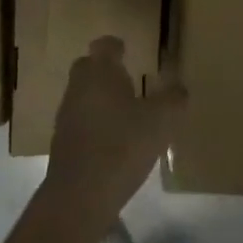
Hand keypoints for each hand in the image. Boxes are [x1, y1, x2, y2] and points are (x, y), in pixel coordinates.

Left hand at [41, 37, 183, 240]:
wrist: (79, 197)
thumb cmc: (122, 146)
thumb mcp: (161, 121)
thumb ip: (173, 100)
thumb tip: (179, 88)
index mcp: (100, 72)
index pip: (105, 45)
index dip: (116, 46)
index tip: (127, 49)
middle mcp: (78, 87)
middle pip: (88, 67)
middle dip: (105, 70)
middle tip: (129, 79)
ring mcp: (66, 115)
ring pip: (83, 95)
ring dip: (100, 98)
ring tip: (125, 112)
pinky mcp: (62, 144)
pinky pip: (80, 122)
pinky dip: (95, 124)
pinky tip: (113, 141)